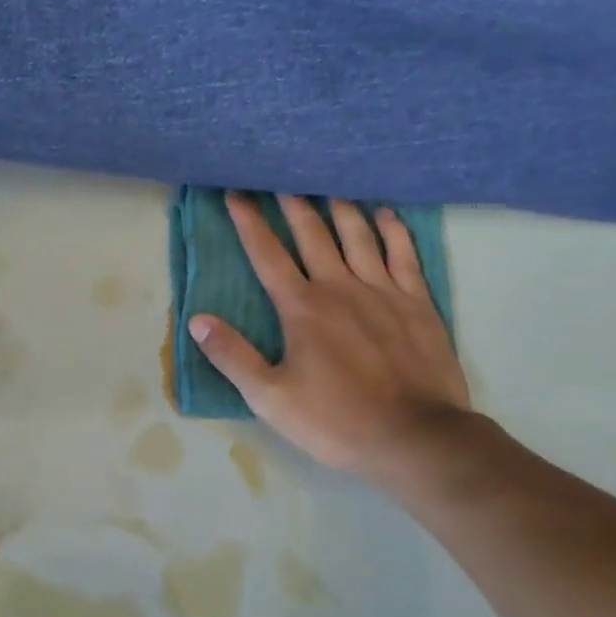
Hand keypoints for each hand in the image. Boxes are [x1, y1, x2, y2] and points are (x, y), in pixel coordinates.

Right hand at [190, 194, 473, 487]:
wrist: (416, 439)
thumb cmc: (337, 421)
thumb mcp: (270, 398)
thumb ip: (232, 356)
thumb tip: (197, 320)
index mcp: (302, 307)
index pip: (267, 254)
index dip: (249, 222)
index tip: (236, 193)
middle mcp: (340, 287)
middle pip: (312, 234)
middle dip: (292, 203)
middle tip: (282, 177)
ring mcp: (383, 291)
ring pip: (358, 235)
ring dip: (339, 207)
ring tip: (327, 185)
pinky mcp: (418, 302)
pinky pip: (404, 254)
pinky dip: (393, 230)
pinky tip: (384, 213)